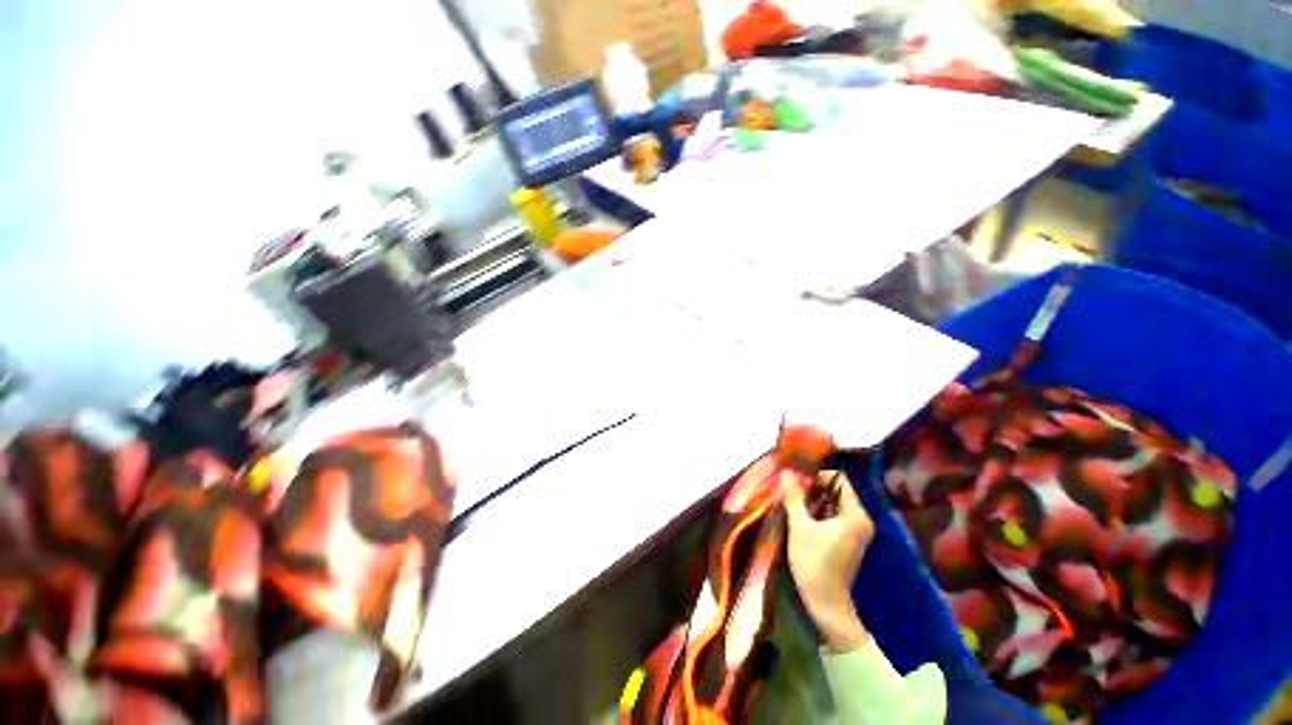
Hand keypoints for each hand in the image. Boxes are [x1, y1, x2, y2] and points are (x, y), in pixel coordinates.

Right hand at [783, 470, 874, 652]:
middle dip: (814, 488)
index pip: (839, 480)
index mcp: (855, 515)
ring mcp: (858, 530)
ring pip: (835, 503)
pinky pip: (836, 515)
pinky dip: (820, 511)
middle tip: (792, 491)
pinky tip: (802, 516)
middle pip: (837, 491)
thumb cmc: (813, 562)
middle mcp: (862, 520)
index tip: (797, 482)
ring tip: (793, 502)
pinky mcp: (850, 539)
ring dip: (815, 500)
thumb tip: (786, 473)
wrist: (826, 602)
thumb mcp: (799, 526)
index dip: (818, 476)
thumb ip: (794, 497)